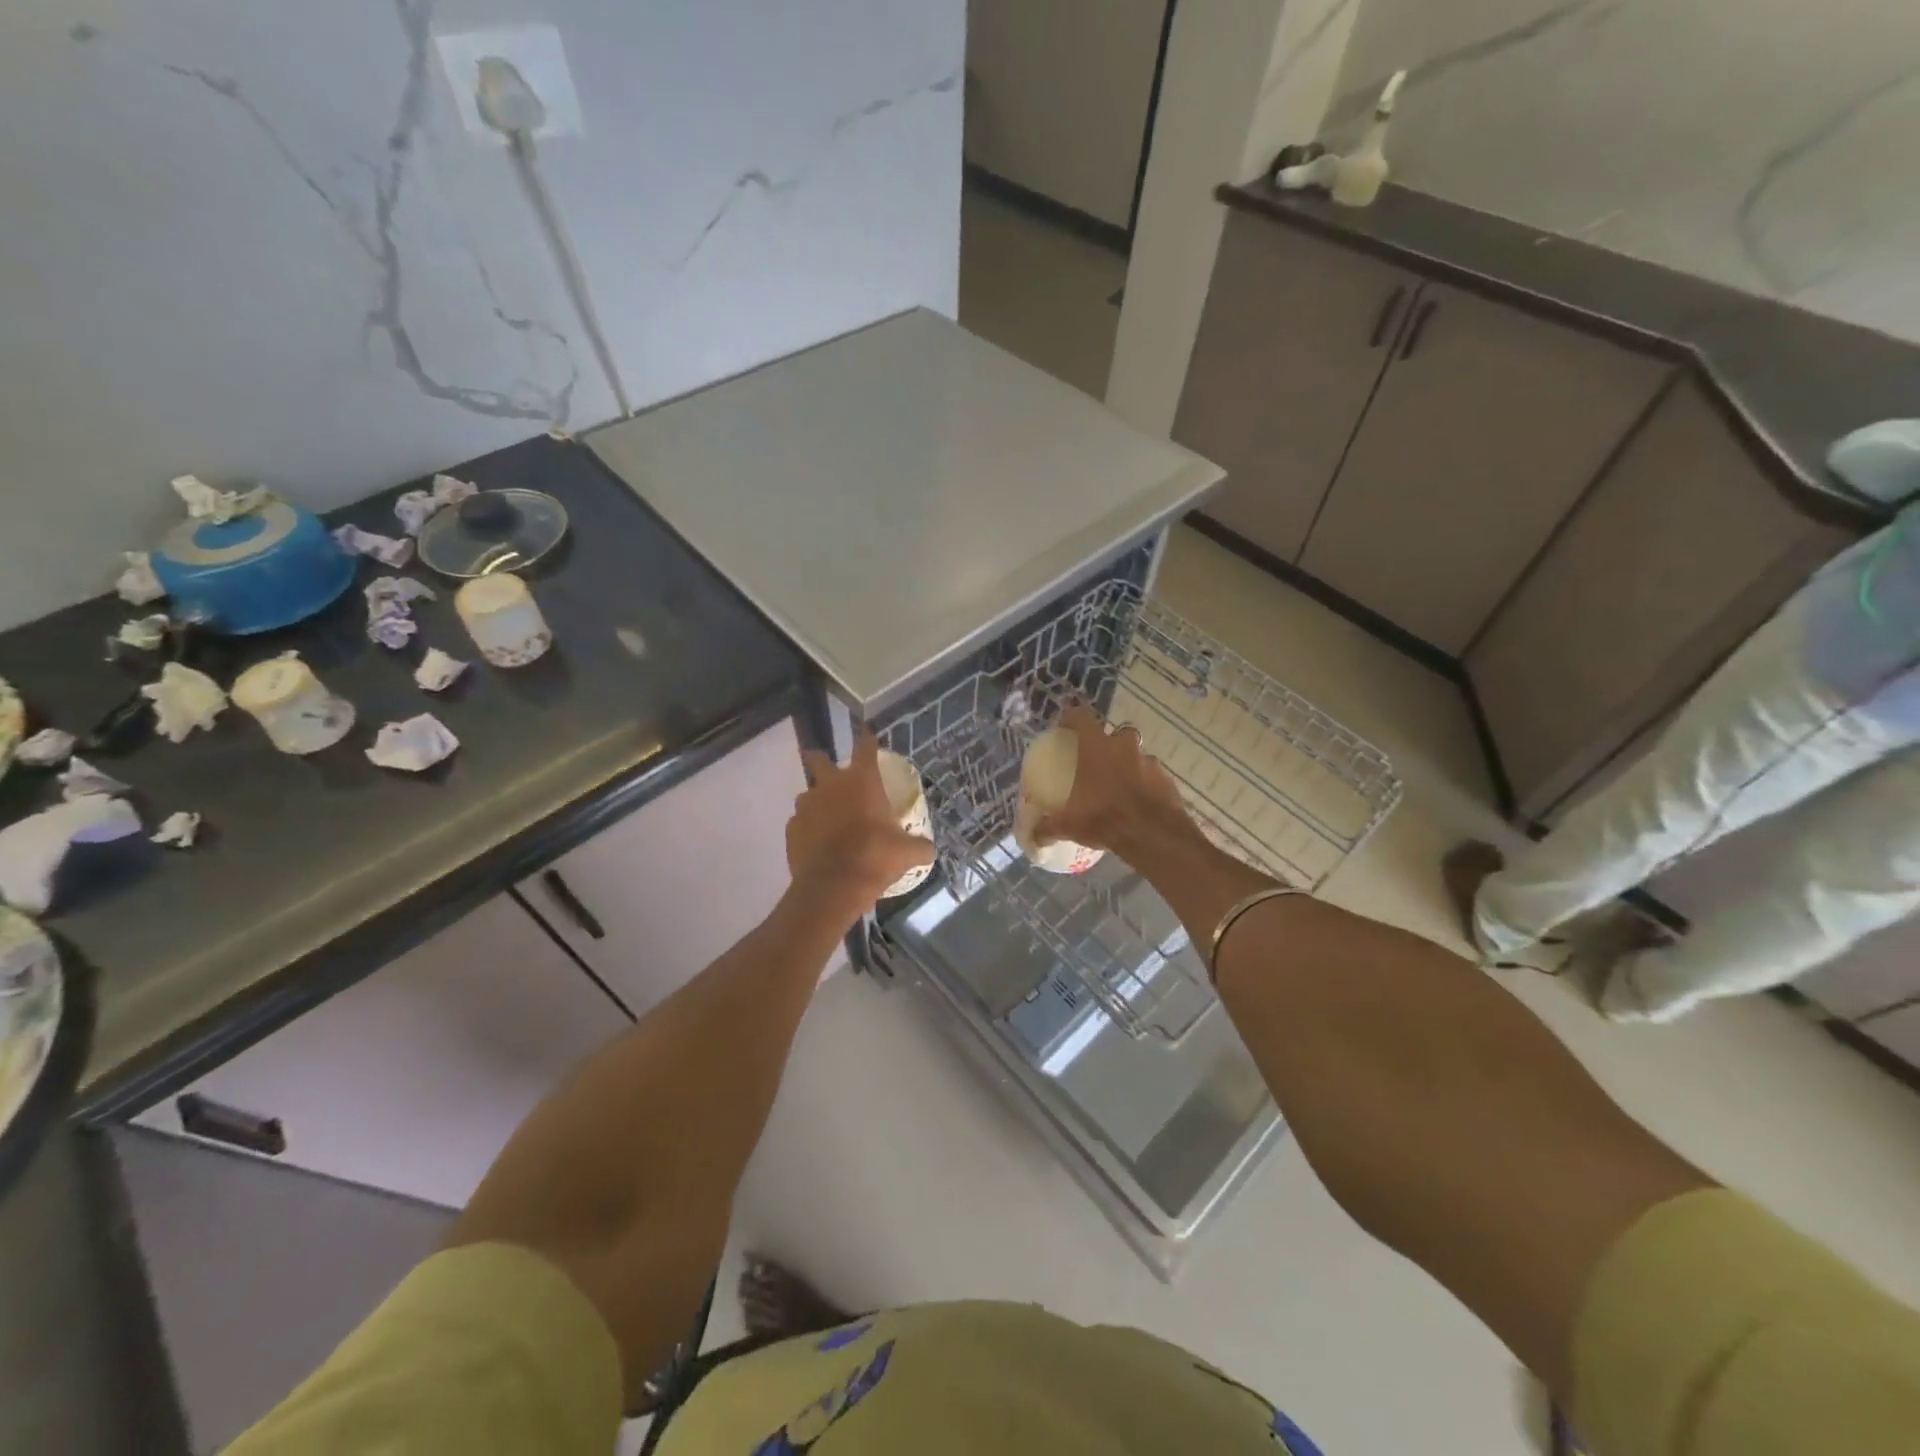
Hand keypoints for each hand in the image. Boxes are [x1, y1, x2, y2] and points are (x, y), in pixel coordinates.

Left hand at [788, 732, 934, 921]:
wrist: (833, 886)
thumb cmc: (875, 857)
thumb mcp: (907, 853)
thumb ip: (919, 846)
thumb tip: (929, 850)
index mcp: (861, 781)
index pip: (865, 748)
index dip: (867, 740)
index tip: (868, 736)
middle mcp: (830, 785)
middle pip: (818, 759)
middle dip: (821, 760)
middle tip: (830, 771)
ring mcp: (806, 806)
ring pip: (807, 794)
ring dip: (817, 801)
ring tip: (828, 817)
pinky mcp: (791, 829)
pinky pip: (800, 822)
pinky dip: (808, 828)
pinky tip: (818, 843)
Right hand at [1033, 703, 1195, 853]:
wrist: (1154, 835)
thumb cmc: (1105, 818)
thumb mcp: (1069, 825)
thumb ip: (1049, 827)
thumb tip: (1034, 836)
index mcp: (1097, 748)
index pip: (1081, 717)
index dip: (1071, 717)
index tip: (1064, 726)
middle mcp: (1125, 747)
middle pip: (1117, 733)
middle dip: (1109, 742)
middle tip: (1098, 760)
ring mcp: (1150, 762)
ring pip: (1137, 755)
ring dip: (1129, 764)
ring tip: (1119, 785)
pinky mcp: (1167, 780)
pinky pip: (1152, 776)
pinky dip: (1145, 784)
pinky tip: (1137, 802)